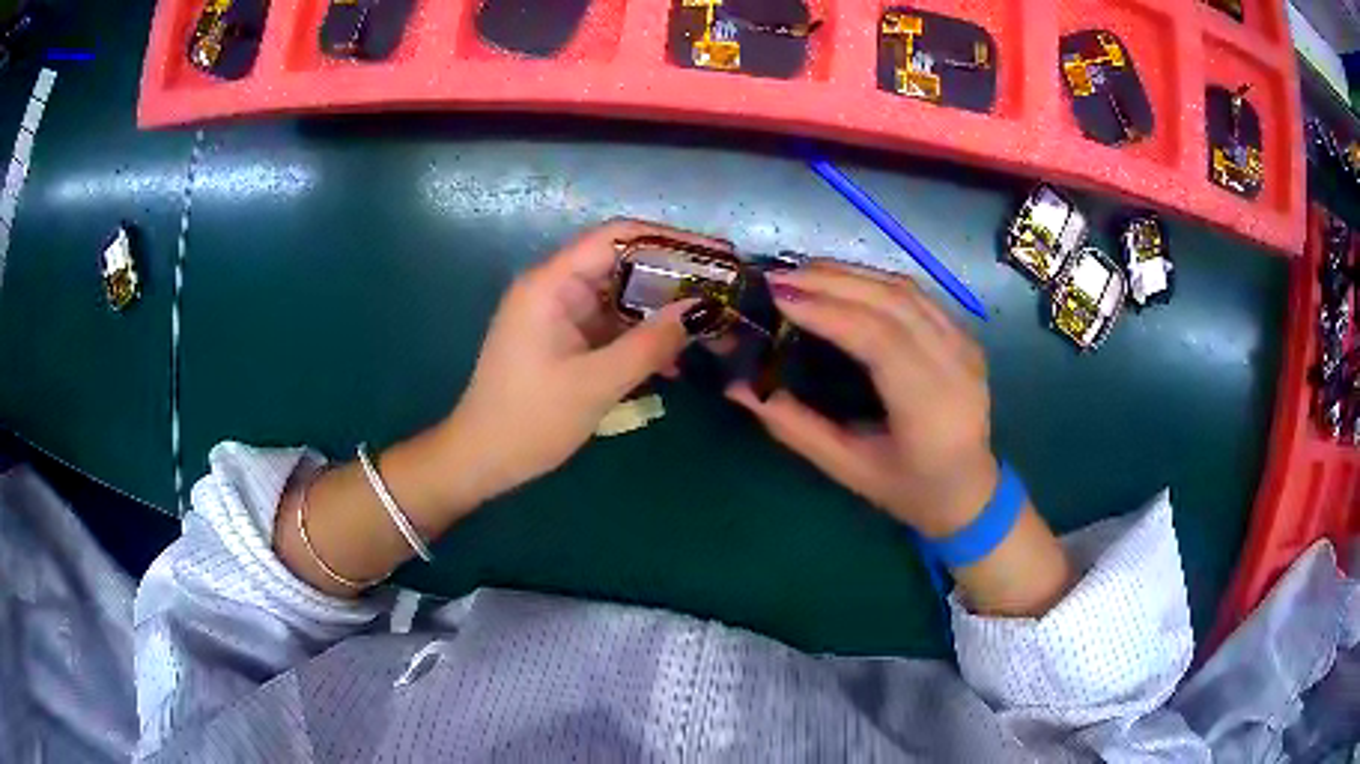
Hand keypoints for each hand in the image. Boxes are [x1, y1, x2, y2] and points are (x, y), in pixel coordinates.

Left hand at [441, 219, 730, 503]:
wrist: (482, 459)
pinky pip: (611, 325)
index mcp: (551, 284)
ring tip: (711, 321)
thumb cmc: (530, 419)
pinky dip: (641, 335)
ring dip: (661, 309)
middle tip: (722, 289)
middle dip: (673, 276)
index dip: (669, 239)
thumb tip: (700, 310)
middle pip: (622, 263)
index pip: (616, 238)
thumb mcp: (595, 384)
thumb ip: (649, 344)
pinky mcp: (565, 340)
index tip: (715, 253)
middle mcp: (556, 288)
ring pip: (620, 297)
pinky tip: (675, 354)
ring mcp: (560, 315)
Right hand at [728, 261, 997, 536]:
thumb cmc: (908, 490)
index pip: (879, 340)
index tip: (778, 296)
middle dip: (832, 282)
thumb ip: (795, 426)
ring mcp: (966, 347)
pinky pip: (917, 296)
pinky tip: (842, 280)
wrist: (970, 491)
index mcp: (929, 409)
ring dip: (851, 274)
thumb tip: (739, 388)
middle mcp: (955, 368)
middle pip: (893, 304)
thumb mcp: (848, 468)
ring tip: (801, 273)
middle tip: (777, 276)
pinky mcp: (965, 336)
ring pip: (906, 290)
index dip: (828, 311)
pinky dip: (874, 280)